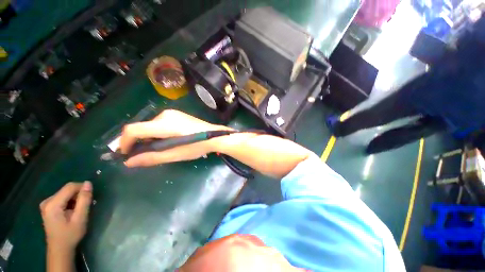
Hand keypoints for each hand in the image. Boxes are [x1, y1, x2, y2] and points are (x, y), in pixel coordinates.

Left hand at [40, 181, 92, 251]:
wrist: (59, 249)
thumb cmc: (70, 235)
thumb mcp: (80, 218)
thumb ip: (84, 200)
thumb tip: (88, 183)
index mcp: (52, 204)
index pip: (70, 187)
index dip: (82, 189)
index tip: (90, 198)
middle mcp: (47, 201)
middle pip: (67, 190)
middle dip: (78, 196)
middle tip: (85, 207)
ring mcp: (46, 204)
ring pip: (65, 193)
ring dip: (75, 199)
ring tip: (78, 211)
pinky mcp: (48, 207)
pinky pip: (62, 198)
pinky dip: (70, 202)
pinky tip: (71, 212)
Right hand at [120, 109, 229, 166]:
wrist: (214, 136)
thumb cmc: (197, 146)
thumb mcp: (175, 154)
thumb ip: (152, 157)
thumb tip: (129, 162)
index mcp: (164, 124)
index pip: (133, 130)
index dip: (124, 142)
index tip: (126, 154)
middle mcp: (165, 115)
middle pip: (142, 128)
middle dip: (139, 142)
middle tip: (145, 155)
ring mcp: (172, 113)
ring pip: (151, 126)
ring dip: (149, 138)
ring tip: (159, 149)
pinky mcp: (178, 115)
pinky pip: (160, 123)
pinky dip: (158, 133)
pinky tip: (167, 140)